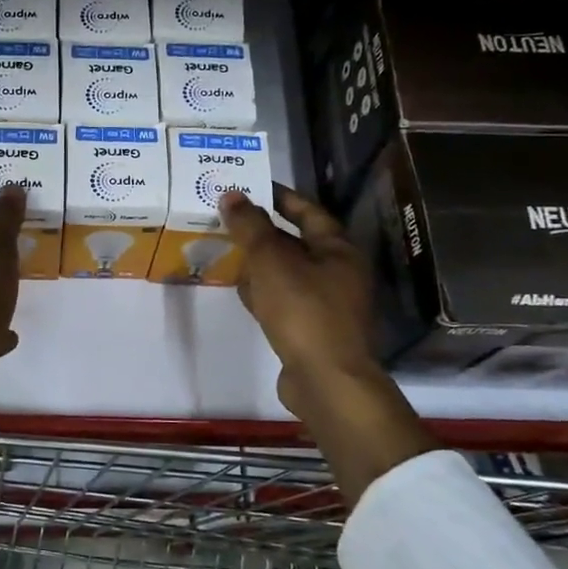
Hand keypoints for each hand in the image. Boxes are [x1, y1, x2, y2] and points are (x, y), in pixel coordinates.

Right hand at [222, 186, 435, 499]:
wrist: (326, 380)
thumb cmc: (303, 311)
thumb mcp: (272, 262)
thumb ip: (250, 227)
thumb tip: (232, 194)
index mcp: (339, 249)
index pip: (308, 211)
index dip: (280, 197)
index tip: (250, 187)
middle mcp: (339, 273)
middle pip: (298, 242)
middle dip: (264, 231)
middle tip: (229, 218)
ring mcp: (328, 304)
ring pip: (289, 272)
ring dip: (261, 262)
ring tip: (228, 250)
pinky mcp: (313, 330)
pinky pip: (285, 299)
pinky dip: (264, 291)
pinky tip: (241, 290)